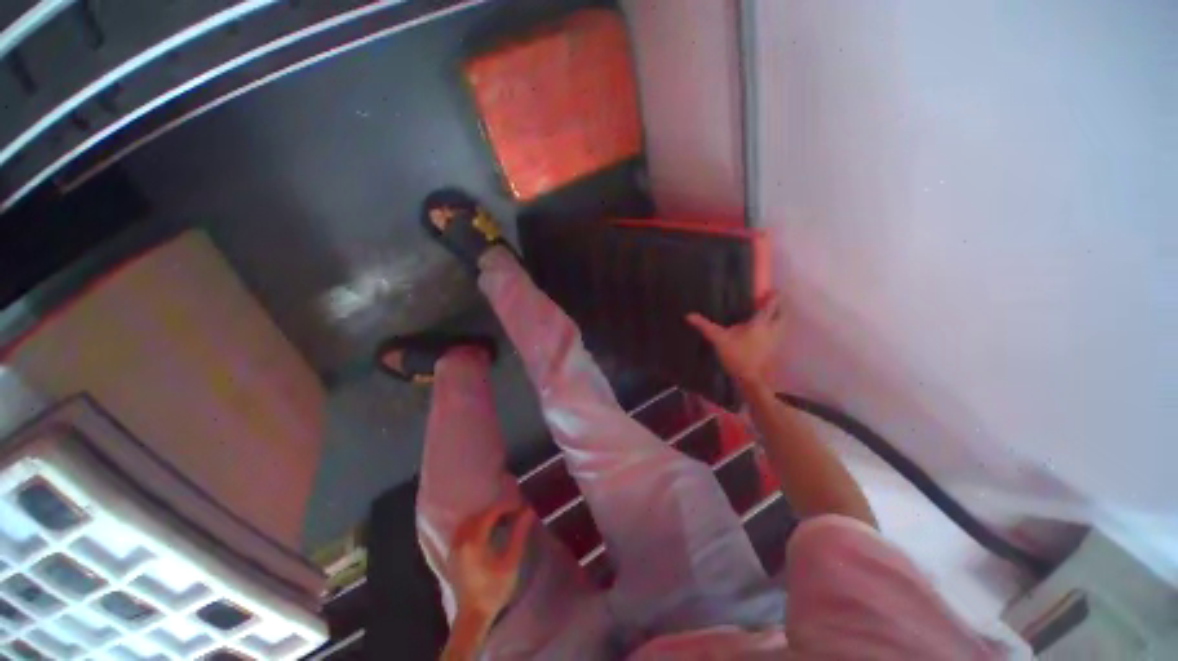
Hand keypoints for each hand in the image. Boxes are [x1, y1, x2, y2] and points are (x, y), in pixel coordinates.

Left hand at [448, 503, 535, 618]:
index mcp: (474, 541)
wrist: (473, 616)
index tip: (520, 506)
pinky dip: (476, 524)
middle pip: (479, 515)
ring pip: (469, 521)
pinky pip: (463, 530)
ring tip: (502, 520)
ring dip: (485, 516)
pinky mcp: (452, 555)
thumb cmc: (494, 590)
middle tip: (513, 512)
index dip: (506, 506)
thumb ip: (518, 533)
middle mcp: (461, 540)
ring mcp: (454, 548)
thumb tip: (528, 511)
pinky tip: (487, 531)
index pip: (490, 513)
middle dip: (496, 510)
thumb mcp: (511, 562)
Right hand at [686, 293, 783, 388]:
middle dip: (779, 307)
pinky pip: (778, 334)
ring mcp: (775, 341)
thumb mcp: (718, 339)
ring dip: (778, 318)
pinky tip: (765, 333)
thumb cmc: (736, 356)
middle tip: (770, 302)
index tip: (772, 290)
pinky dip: (775, 329)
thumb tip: (688, 315)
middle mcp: (772, 329)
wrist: (750, 379)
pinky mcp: (774, 350)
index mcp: (760, 323)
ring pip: (782, 324)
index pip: (772, 305)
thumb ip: (705, 326)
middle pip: (782, 314)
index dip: (773, 296)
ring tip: (768, 315)